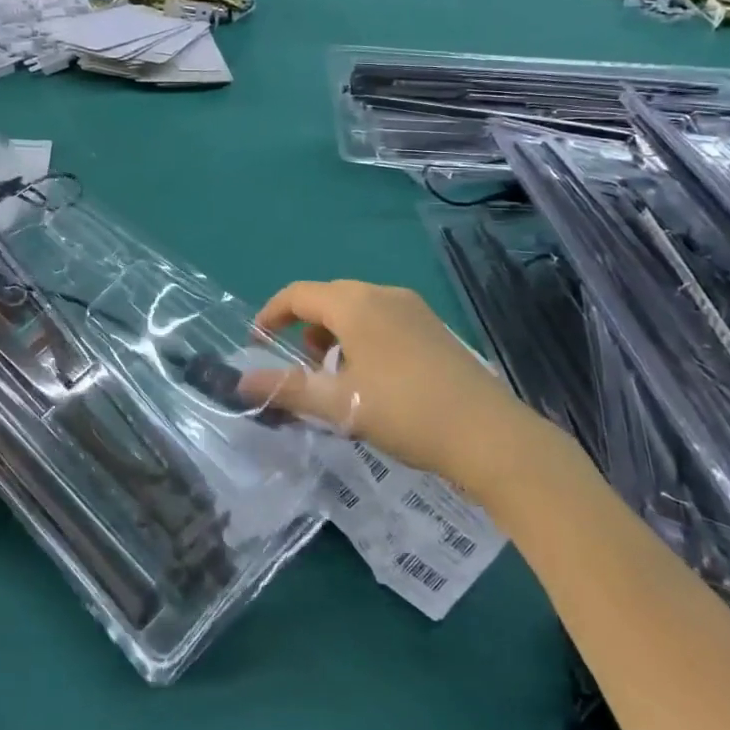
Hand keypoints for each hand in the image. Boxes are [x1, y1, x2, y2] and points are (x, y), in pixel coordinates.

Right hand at [244, 281, 520, 485]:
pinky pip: (384, 319)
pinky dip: (363, 337)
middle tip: (297, 365)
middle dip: (304, 326)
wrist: (488, 435)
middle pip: (329, 297)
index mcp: (355, 304)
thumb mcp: (338, 404)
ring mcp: (414, 308)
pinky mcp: (434, 327)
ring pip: (358, 308)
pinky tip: (373, 377)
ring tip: (334, 375)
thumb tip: (240, 383)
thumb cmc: (404, 412)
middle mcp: (383, 294)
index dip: (270, 314)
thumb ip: (286, 389)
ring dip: (335, 333)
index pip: (298, 294)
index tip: (257, 344)